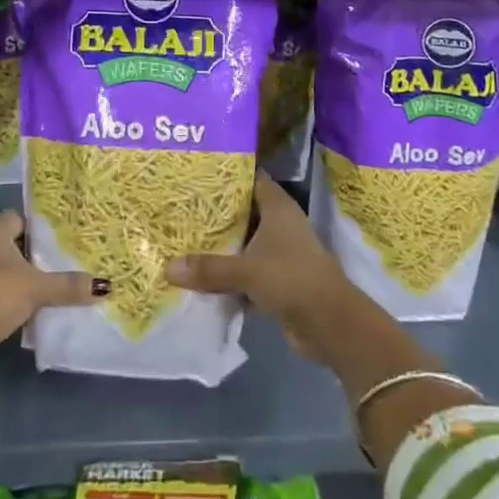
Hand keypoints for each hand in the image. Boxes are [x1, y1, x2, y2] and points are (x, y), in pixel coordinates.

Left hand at [0, 211, 104, 381]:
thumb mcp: (37, 287)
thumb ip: (68, 285)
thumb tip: (106, 286)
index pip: (18, 218)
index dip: (39, 226)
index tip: (62, 237)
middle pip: (13, 246)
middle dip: (35, 255)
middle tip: (65, 262)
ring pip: (5, 272)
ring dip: (24, 281)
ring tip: (55, 287)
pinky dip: (13, 302)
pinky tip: (35, 312)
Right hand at [166, 172, 357, 360]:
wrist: (331, 324)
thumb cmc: (291, 278)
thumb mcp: (246, 270)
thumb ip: (209, 268)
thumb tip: (167, 268)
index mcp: (277, 206)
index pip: (250, 178)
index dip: (226, 175)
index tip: (196, 174)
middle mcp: (280, 223)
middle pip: (243, 211)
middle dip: (216, 212)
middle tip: (181, 207)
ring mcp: (281, 252)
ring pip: (244, 242)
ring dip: (222, 246)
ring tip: (184, 239)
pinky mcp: (279, 279)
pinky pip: (247, 270)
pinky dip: (230, 274)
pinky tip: (202, 276)